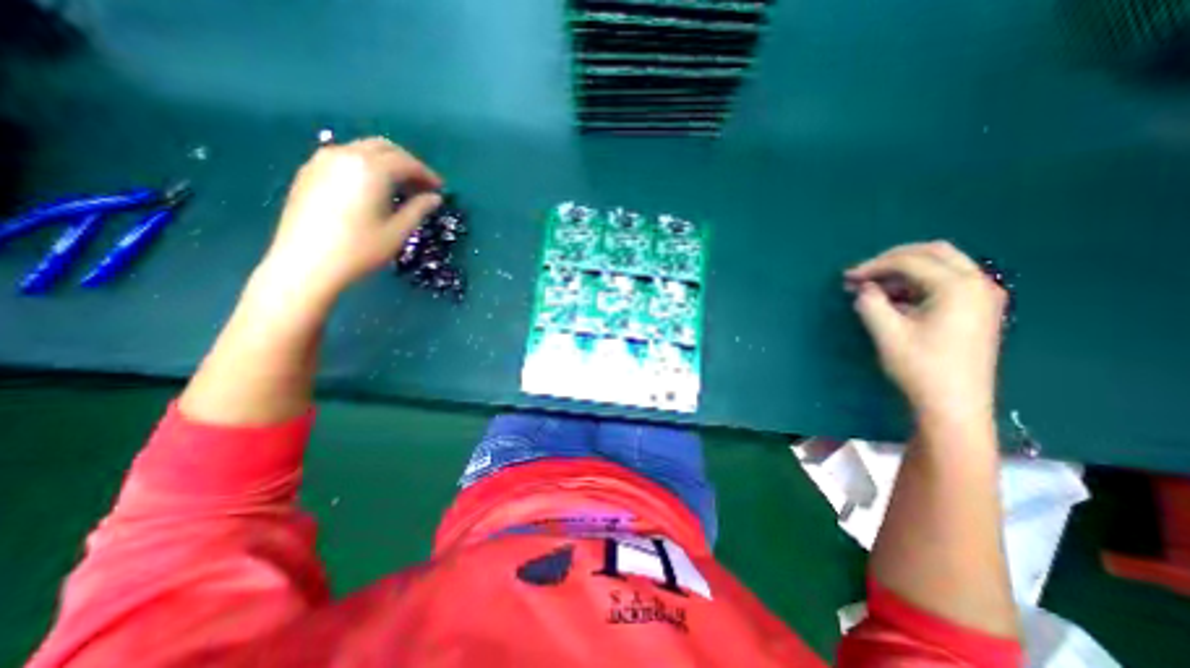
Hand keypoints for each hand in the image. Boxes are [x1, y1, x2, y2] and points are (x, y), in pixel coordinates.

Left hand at [262, 135, 441, 299]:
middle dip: (407, 163)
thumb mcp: (398, 231)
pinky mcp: (309, 172)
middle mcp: (345, 155)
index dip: (427, 174)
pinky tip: (372, 189)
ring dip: (386, 163)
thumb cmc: (360, 249)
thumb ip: (419, 209)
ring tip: (399, 188)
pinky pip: (345, 158)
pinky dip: (365, 167)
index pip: (406, 162)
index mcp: (371, 168)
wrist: (306, 264)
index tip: (440, 188)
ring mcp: (322, 161)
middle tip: (422, 185)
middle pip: (383, 147)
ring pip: (362, 150)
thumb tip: (435, 197)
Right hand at [844, 240, 1001, 416]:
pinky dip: (916, 284)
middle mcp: (978, 284)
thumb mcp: (887, 333)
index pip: (909, 262)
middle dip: (891, 260)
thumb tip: (863, 287)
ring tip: (871, 287)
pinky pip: (944, 282)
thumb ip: (870, 303)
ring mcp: (982, 296)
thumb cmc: (920, 367)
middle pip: (932, 253)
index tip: (847, 277)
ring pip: (940, 266)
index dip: (874, 266)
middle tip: (862, 274)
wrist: (953, 404)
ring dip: (902, 271)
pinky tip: (892, 299)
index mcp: (958, 287)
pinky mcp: (977, 310)